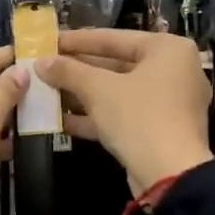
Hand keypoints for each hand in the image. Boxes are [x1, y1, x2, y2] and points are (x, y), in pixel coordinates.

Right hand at [38, 30, 213, 194]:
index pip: (114, 38)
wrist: (170, 176)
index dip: (77, 40)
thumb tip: (40, 63)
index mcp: (168, 49)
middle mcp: (174, 71)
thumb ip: (68, 71)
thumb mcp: (98, 89)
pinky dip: (96, 116)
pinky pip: (124, 114)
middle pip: (117, 65)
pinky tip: (61, 121)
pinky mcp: (160, 130)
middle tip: (46, 67)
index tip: (49, 41)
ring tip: (47, 92)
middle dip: (78, 70)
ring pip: (118, 92)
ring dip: (82, 94)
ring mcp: (169, 103)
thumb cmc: (139, 117)